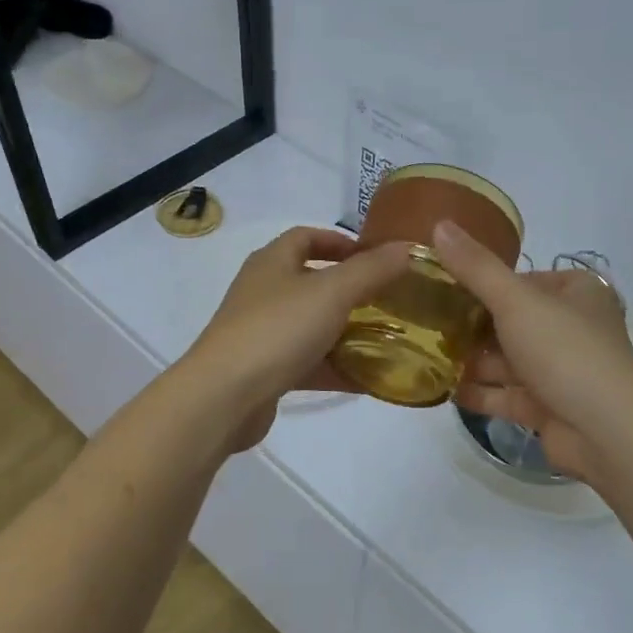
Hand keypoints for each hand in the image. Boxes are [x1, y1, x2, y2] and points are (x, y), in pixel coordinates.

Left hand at [181, 226, 413, 451]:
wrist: (224, 396)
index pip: (306, 236)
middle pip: (311, 282)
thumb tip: (407, 248)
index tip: (375, 256)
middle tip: (389, 301)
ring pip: (311, 325)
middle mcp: (263, 291)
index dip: (340, 241)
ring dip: (345, 331)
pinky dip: (334, 367)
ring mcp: (261, 332)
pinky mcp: (264, 370)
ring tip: (386, 340)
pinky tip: (366, 380)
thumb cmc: (278, 330)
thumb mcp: (333, 292)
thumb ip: (372, 270)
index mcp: (272, 262)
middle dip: (350, 290)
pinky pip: (307, 363)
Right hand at [432, 222, 632, 482]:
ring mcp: (560, 371)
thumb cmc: (564, 351)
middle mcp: (570, 329)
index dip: (483, 283)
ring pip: (506, 361)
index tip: (442, 286)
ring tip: (424, 354)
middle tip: (425, 322)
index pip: (522, 280)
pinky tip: (442, 389)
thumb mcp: (515, 300)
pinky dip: (478, 392)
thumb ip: (475, 267)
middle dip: (471, 325)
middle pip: (511, 322)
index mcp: (575, 293)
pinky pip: (505, 396)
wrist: (606, 430)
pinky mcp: (547, 408)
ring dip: (470, 360)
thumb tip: (439, 223)